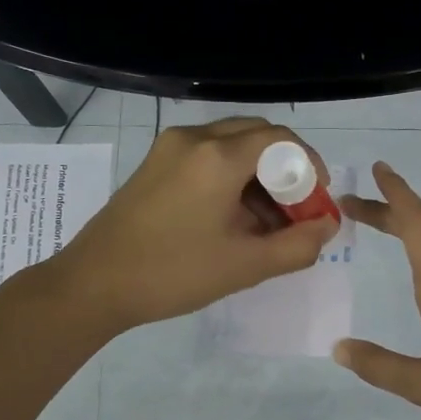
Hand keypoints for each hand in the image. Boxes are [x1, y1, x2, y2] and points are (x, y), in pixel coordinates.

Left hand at [49, 118, 338, 332]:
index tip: (317, 202)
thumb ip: (297, 245)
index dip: (310, 166)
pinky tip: (231, 216)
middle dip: (285, 169)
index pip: (282, 140)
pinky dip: (230, 176)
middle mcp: (194, 138)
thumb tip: (327, 226)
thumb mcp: (245, 265)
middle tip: (294, 211)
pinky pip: (206, 155)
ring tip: (265, 221)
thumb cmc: (173, 273)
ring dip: (258, 174)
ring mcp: (169, 148)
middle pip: (257, 135)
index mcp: (218, 156)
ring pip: (231, 144)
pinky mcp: (154, 163)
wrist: (93, 284)